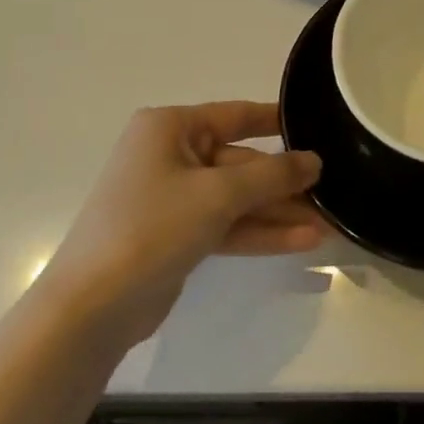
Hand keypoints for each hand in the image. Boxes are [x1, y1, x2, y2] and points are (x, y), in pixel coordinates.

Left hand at [37, 102, 324, 340]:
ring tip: (328, 226)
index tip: (318, 125)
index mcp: (170, 128)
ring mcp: (172, 198)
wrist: (91, 308)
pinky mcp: (176, 236)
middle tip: (332, 195)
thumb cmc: (152, 228)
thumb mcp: (219, 194)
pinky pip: (226, 224)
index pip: (236, 115)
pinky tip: (303, 242)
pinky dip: (259, 232)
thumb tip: (314, 161)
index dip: (277, 121)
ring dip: (279, 213)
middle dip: (284, 185)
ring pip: (237, 198)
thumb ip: (272, 176)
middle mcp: (170, 155)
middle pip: (241, 163)